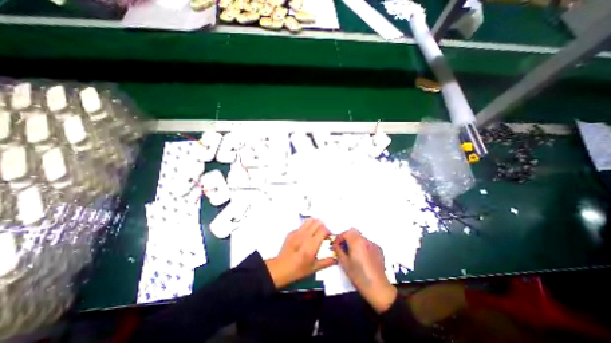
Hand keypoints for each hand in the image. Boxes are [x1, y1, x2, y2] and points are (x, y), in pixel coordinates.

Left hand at [265, 218, 335, 287]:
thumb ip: (326, 262)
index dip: (328, 232)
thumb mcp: (314, 268)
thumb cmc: (298, 270)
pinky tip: (305, 237)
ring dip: (315, 224)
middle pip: (317, 222)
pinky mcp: (291, 232)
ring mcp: (297, 233)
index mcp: (311, 244)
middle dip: (323, 227)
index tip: (329, 237)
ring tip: (315, 232)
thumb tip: (335, 259)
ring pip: (309, 220)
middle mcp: (305, 236)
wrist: (281, 268)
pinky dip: (306, 228)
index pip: (323, 230)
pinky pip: (302, 226)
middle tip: (323, 235)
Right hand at [333, 229, 396, 311]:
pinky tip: (362, 257)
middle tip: (343, 246)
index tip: (336, 245)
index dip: (339, 238)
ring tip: (352, 253)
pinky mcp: (378, 250)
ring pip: (361, 237)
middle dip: (347, 237)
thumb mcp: (345, 264)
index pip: (345, 233)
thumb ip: (339, 251)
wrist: (378, 288)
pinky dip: (362, 246)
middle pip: (354, 232)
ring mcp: (373, 244)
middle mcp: (365, 240)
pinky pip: (368, 243)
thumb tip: (336, 245)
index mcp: (356, 242)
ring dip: (355, 241)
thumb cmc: (358, 276)